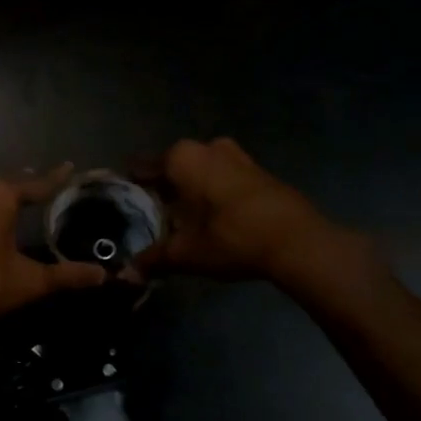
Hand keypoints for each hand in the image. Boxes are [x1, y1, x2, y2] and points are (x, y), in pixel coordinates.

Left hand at [0, 166, 105, 347]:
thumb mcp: (29, 281)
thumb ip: (67, 275)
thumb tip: (102, 275)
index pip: (36, 183)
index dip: (56, 178)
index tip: (70, 167)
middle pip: (8, 183)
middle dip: (27, 184)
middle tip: (47, 187)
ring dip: (2, 194)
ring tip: (20, 199)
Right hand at [141, 137, 339, 280]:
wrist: (298, 241)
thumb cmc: (231, 237)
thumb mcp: (186, 253)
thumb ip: (153, 259)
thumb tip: (126, 273)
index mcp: (182, 158)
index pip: (142, 167)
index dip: (130, 186)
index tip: (122, 202)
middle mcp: (207, 147)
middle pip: (172, 167)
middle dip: (162, 189)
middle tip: (151, 216)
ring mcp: (237, 155)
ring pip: (200, 170)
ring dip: (190, 190)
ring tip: (181, 219)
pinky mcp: (259, 170)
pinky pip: (223, 176)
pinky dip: (214, 192)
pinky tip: (213, 218)